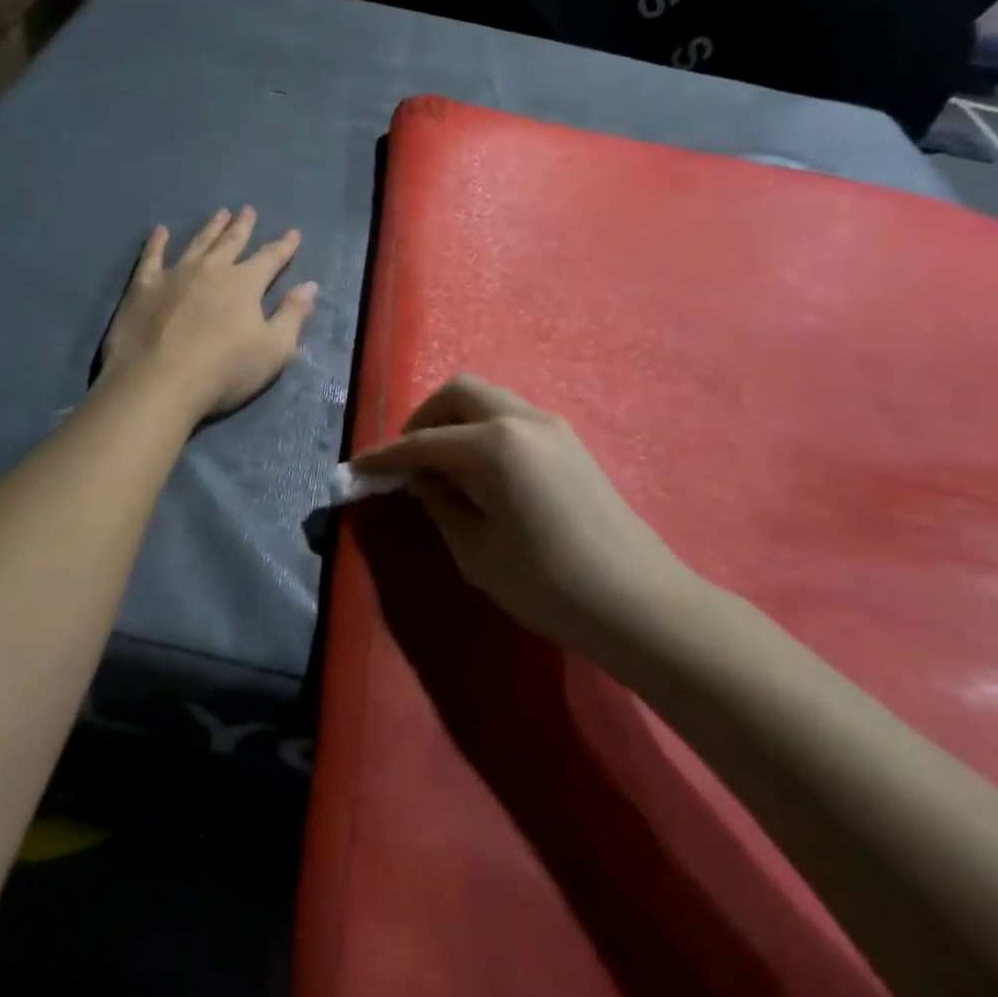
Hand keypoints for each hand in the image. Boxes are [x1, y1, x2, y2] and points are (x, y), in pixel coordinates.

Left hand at [101, 207, 318, 419]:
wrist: (159, 383)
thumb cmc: (224, 371)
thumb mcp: (274, 349)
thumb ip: (293, 315)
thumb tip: (309, 286)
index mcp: (245, 284)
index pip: (270, 258)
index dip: (284, 246)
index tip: (293, 233)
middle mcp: (211, 269)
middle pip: (231, 242)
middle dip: (243, 226)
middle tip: (248, 209)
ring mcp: (175, 275)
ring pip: (197, 243)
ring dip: (210, 228)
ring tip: (219, 213)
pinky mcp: (144, 287)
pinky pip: (152, 257)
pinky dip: (157, 243)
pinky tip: (160, 231)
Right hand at [351, 375, 693, 654]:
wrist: (639, 603)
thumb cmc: (549, 584)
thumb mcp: (477, 552)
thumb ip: (440, 504)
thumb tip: (420, 478)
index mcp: (495, 443)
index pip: (425, 442)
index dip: (387, 457)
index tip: (358, 468)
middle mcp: (522, 418)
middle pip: (459, 392)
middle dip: (424, 418)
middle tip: (408, 459)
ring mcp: (552, 425)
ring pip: (488, 398)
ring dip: (455, 420)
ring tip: (441, 466)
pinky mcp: (569, 441)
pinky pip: (511, 416)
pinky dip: (483, 429)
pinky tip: (479, 471)